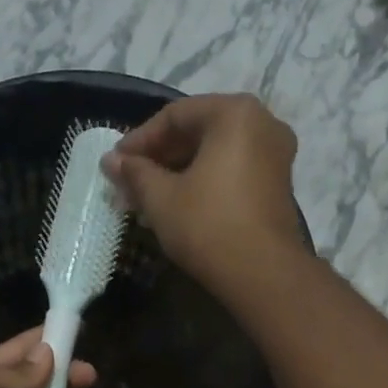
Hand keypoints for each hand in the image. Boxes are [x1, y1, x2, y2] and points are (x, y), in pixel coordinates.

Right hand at [100, 93, 302, 289]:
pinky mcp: (277, 185)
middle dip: (159, 157)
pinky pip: (232, 171)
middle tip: (129, 182)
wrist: (262, 274)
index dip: (139, 140)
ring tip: (148, 198)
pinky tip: (178, 206)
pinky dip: (203, 182)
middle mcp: (262, 123)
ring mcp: (275, 155)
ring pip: (215, 154)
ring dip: (179, 172)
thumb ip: (135, 173)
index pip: (175, 116)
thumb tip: (110, 161)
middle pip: (198, 131)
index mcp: (234, 113)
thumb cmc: (207, 226)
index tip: (115, 163)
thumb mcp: (161, 198)